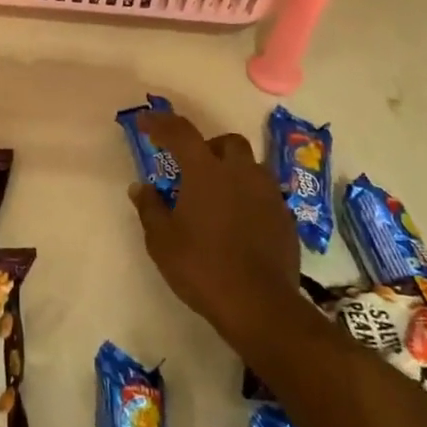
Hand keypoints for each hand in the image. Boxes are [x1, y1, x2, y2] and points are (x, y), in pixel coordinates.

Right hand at [128, 111, 300, 346]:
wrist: (260, 305)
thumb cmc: (202, 267)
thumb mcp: (162, 241)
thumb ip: (150, 208)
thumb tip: (140, 187)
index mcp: (206, 171)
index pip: (180, 132)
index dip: (160, 123)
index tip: (144, 121)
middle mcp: (240, 173)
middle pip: (227, 142)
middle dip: (208, 147)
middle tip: (192, 169)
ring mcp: (268, 194)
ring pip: (251, 167)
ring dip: (233, 172)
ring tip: (218, 197)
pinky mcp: (286, 218)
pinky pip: (265, 195)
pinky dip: (250, 198)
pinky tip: (239, 223)